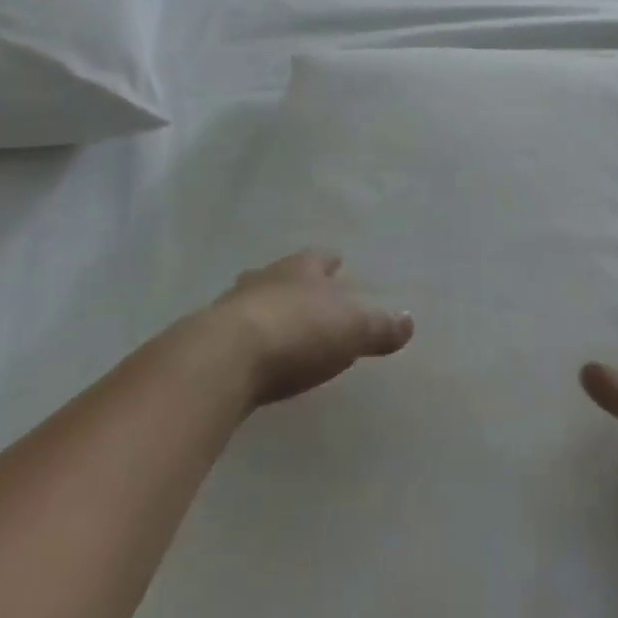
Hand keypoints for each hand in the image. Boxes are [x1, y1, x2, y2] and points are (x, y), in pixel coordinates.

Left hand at [209, 250, 414, 407]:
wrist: (223, 359)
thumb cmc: (297, 332)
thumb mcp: (352, 330)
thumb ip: (380, 327)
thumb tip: (409, 321)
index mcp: (302, 269)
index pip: (320, 258)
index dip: (330, 262)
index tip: (337, 264)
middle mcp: (265, 278)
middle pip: (281, 274)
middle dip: (292, 282)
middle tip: (304, 294)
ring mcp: (231, 306)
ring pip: (253, 299)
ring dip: (264, 309)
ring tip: (276, 324)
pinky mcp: (207, 340)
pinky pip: (232, 333)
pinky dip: (244, 339)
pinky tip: (250, 356)